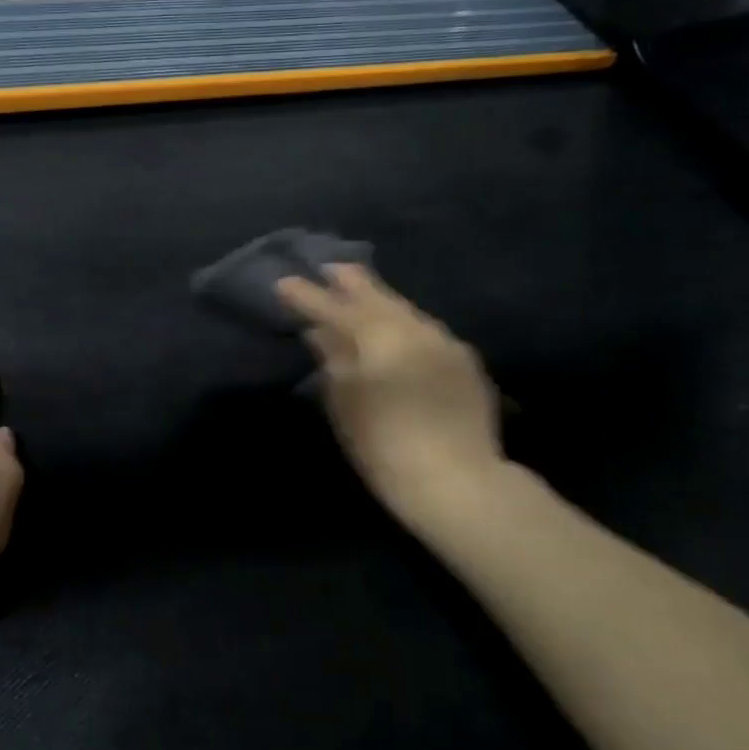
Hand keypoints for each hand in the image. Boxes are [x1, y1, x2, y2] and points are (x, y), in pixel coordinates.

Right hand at [277, 266, 505, 537]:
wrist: (457, 481)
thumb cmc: (385, 447)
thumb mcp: (346, 404)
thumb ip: (333, 360)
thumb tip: (319, 332)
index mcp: (381, 338)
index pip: (334, 309)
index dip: (307, 296)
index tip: (283, 283)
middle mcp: (416, 330)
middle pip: (378, 298)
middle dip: (351, 283)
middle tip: (330, 268)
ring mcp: (446, 343)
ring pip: (406, 312)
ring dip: (381, 302)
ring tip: (362, 294)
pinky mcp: (466, 363)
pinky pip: (427, 332)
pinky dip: (406, 326)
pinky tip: (399, 331)